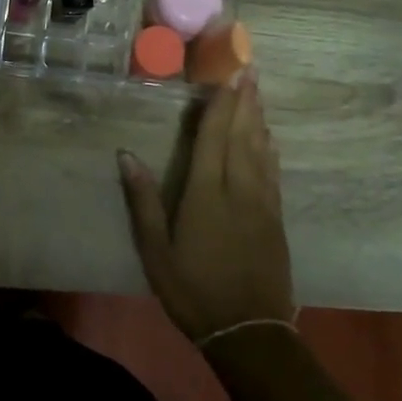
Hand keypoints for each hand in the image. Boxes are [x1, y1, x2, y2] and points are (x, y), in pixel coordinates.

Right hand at [118, 70, 292, 343]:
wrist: (249, 333)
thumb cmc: (193, 291)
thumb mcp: (156, 251)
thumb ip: (143, 201)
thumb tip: (126, 155)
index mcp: (206, 193)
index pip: (214, 137)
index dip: (221, 104)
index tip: (228, 74)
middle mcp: (239, 189)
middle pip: (243, 135)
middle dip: (245, 100)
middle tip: (249, 67)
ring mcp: (262, 203)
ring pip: (262, 149)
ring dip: (259, 117)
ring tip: (258, 91)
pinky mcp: (276, 219)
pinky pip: (273, 171)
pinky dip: (270, 147)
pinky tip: (269, 137)